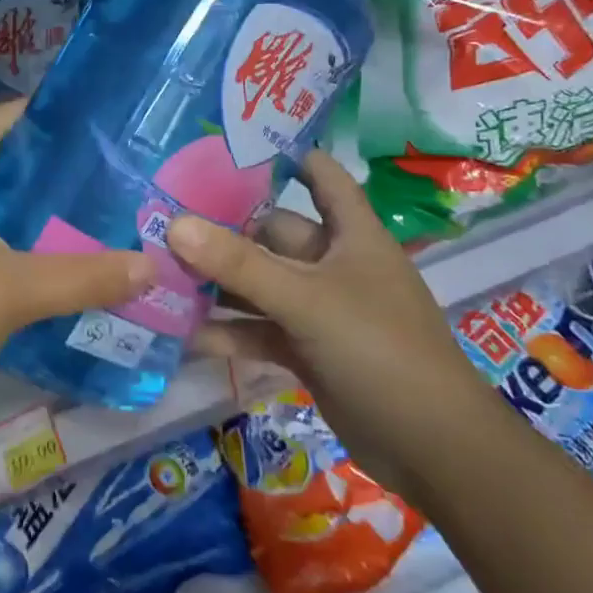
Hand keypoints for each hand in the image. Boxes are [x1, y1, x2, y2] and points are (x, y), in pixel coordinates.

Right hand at [167, 151, 498, 490]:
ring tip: (160, 273)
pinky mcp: (307, 351)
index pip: (321, 177)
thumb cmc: (380, 351)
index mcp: (352, 235)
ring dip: (219, 284)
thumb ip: (240, 264)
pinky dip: (228, 332)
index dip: (286, 154)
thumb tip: (174, 223)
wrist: (433, 450)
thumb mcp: (307, 301)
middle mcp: (334, 265)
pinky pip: (259, 330)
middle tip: (164, 217)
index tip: (231, 142)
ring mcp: (320, 310)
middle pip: (273, 234)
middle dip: (225, 229)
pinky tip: (182, 335)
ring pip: (261, 284)